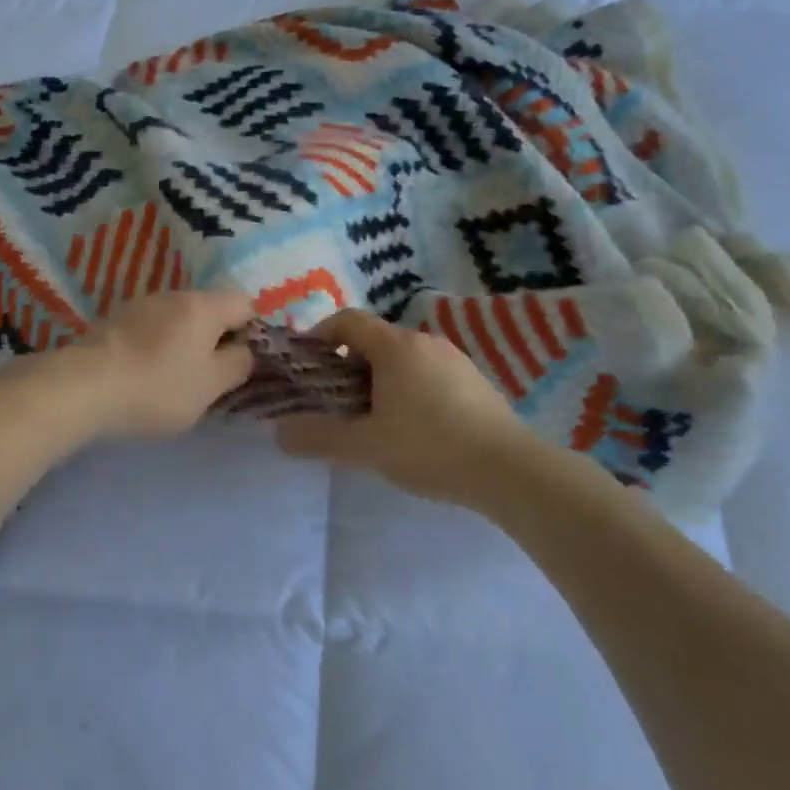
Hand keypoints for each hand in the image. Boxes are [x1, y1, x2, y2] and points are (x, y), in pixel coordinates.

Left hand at [42, 290, 255, 441]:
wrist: (85, 387)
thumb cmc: (159, 386)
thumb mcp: (211, 386)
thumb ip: (238, 364)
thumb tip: (246, 350)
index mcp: (204, 305)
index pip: (245, 304)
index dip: (252, 331)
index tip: (244, 362)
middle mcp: (175, 294)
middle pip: (211, 309)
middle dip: (218, 338)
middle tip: (214, 376)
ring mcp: (143, 304)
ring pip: (180, 319)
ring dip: (187, 342)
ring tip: (178, 378)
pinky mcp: (117, 319)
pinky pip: (153, 328)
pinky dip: (160, 345)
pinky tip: (148, 373)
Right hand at [274, 308, 543, 505]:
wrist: (510, 470)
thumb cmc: (429, 447)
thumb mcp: (367, 446)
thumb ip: (320, 437)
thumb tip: (278, 434)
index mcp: (394, 345)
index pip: (347, 320)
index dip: (321, 335)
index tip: (309, 365)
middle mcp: (424, 341)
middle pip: (374, 340)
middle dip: (349, 365)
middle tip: (338, 402)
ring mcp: (454, 358)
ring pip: (403, 358)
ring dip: (380, 379)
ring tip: (375, 419)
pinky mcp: (475, 380)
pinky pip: (428, 372)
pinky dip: (409, 388)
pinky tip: (416, 428)